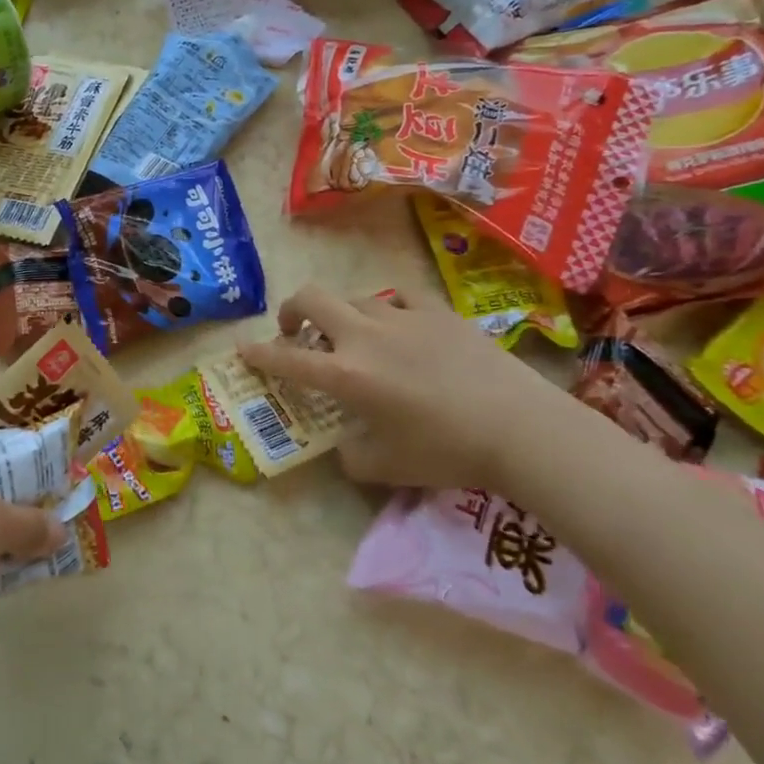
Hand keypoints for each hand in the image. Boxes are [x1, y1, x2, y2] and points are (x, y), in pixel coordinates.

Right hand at [236, 284, 573, 490]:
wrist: (522, 430)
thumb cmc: (447, 453)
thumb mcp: (385, 468)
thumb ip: (349, 456)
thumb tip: (343, 446)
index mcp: (345, 375)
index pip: (286, 359)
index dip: (257, 353)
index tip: (242, 349)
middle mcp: (364, 337)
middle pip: (310, 299)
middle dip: (290, 310)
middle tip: (293, 331)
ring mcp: (403, 318)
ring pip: (353, 297)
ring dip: (340, 314)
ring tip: (352, 335)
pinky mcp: (439, 312)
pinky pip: (400, 296)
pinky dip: (388, 307)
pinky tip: (398, 324)